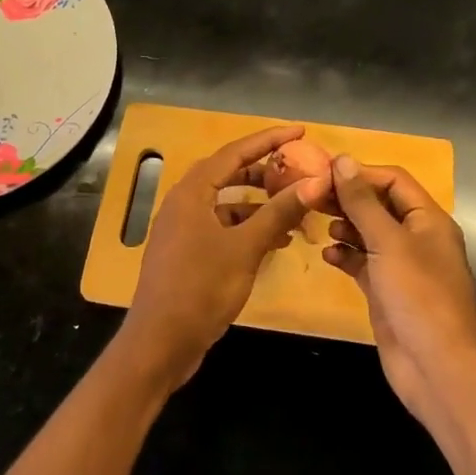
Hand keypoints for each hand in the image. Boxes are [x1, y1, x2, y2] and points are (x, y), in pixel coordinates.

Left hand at [121, 124, 312, 389]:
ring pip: (227, 204)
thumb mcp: (246, 247)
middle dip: (265, 172)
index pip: (235, 152)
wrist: (160, 343)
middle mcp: (184, 203)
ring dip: (259, 205)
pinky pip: (222, 228)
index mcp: (192, 192)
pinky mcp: (187, 253)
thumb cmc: (201, 287)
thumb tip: (316, 182)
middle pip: (229, 175)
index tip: (300, 131)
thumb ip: (280, 212)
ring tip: (295, 210)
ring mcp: (183, 229)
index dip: (269, 140)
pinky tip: (274, 242)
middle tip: (299, 170)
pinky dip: (247, 229)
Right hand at [323, 155, 475, 430]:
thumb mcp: (389, 242)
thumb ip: (363, 202)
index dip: (360, 173)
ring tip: (317, 224)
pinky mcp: (386, 292)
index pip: (393, 180)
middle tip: (311, 197)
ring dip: (344, 227)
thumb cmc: (418, 295)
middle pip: (379, 205)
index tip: (323, 173)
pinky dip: (345, 256)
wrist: (438, 367)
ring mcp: (401, 267)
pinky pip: (362, 264)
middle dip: (347, 199)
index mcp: (428, 219)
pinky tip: (326, 256)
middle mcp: (416, 238)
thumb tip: (342, 160)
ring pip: (368, 234)